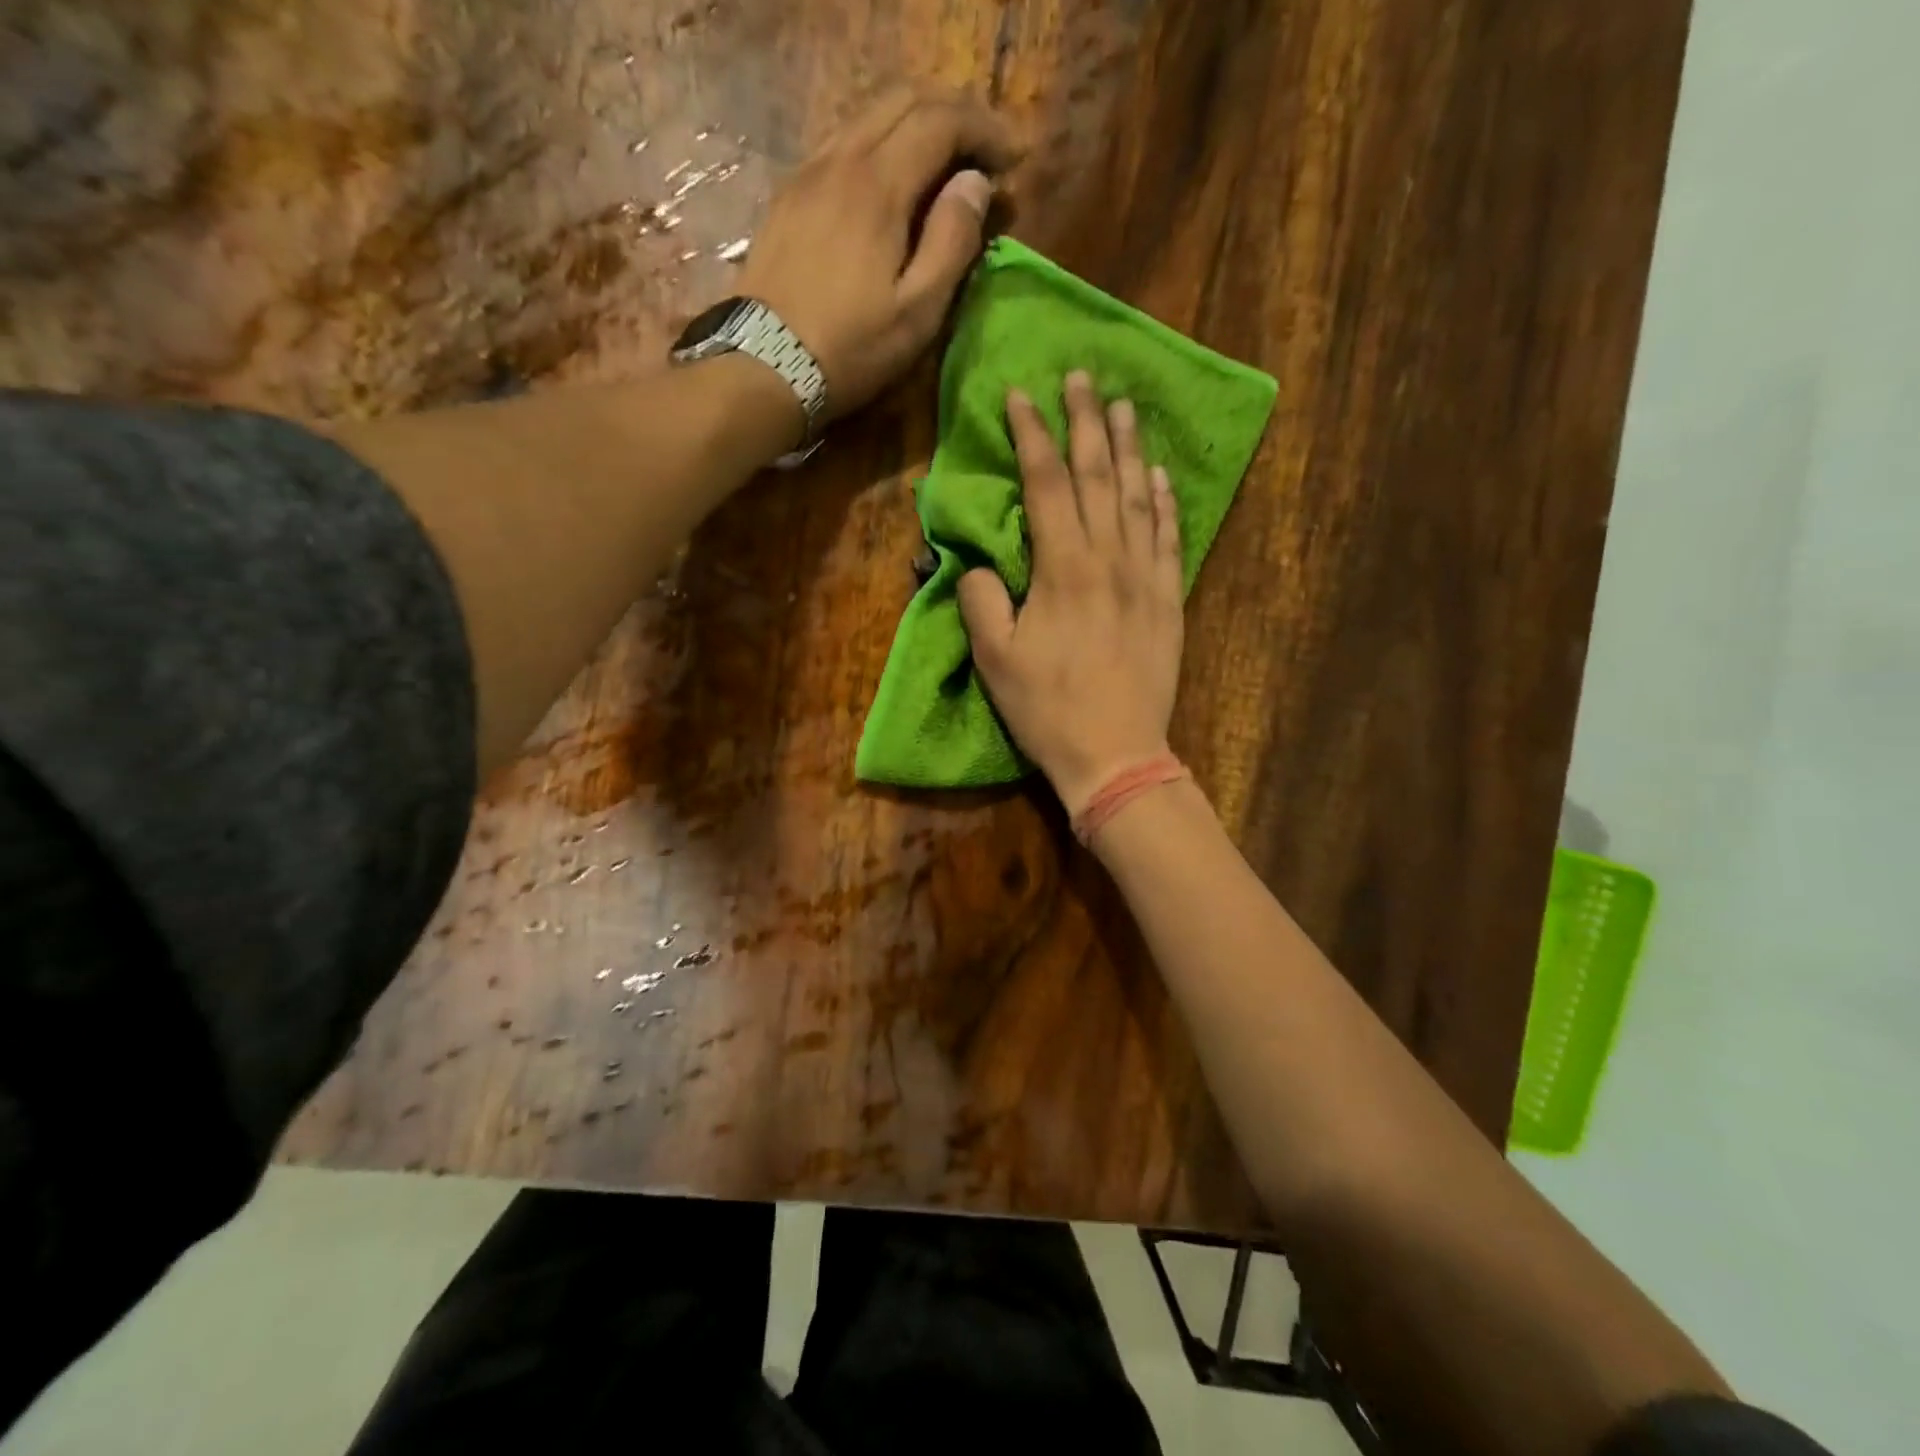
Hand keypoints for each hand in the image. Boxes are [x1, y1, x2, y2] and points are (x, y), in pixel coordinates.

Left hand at [736, 85, 1022, 421]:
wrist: (765, 367)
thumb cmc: (851, 350)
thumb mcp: (917, 312)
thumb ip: (951, 243)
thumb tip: (975, 186)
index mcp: (878, 185)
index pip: (941, 121)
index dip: (984, 130)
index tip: (1011, 160)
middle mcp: (840, 160)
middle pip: (902, 99)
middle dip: (952, 113)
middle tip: (982, 151)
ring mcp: (806, 174)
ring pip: (867, 117)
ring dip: (913, 125)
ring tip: (941, 164)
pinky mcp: (788, 198)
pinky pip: (839, 145)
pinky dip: (877, 145)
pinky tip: (889, 182)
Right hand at [959, 372, 1184, 815]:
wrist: (1117, 753)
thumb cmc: (1048, 709)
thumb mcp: (995, 660)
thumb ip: (982, 601)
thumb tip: (983, 565)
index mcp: (1064, 568)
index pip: (1048, 484)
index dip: (1033, 435)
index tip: (1022, 396)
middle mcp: (1110, 559)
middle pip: (1097, 476)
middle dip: (1084, 422)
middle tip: (1079, 376)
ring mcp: (1146, 577)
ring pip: (1137, 497)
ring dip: (1128, 448)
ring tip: (1121, 406)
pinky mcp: (1169, 600)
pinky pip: (1169, 537)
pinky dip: (1164, 502)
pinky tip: (1159, 476)